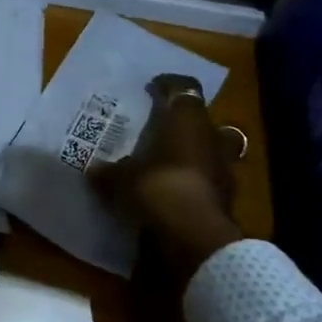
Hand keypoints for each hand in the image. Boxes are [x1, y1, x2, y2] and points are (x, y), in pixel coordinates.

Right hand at [88, 75, 246, 287]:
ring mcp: (225, 168)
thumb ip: (109, 171)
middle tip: (162, 127)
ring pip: (212, 148)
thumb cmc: (159, 189)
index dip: (168, 85)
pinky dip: (196, 179)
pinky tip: (176, 189)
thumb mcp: (121, 179)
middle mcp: (212, 137)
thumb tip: (94, 169)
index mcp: (189, 121)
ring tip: (170, 159)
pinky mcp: (228, 196)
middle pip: (203, 119)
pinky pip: (210, 178)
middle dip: (185, 121)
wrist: (195, 237)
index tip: (152, 87)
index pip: (184, 88)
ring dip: (195, 151)